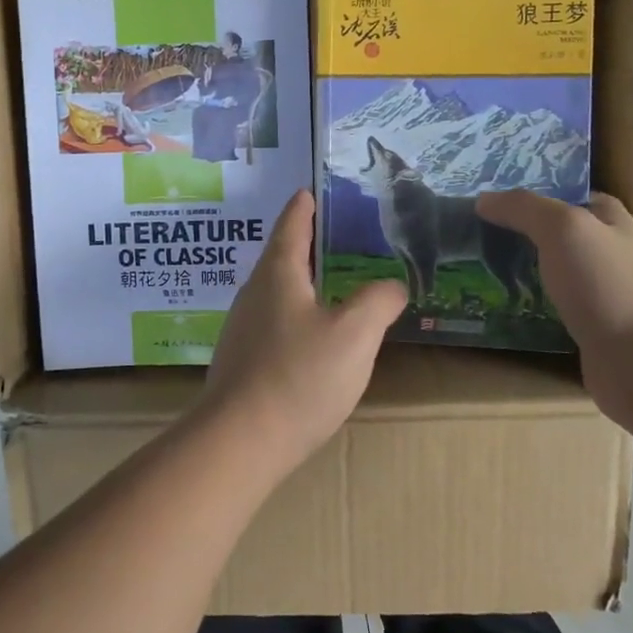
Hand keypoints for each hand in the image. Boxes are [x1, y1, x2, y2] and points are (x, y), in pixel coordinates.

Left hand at [195, 189, 406, 475]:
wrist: (240, 441)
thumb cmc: (299, 376)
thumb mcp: (355, 334)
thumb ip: (379, 301)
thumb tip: (392, 285)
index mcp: (278, 274)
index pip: (292, 226)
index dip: (304, 207)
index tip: (308, 191)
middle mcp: (253, 294)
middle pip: (280, 258)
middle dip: (305, 245)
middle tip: (334, 238)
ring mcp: (242, 329)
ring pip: (276, 293)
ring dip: (300, 284)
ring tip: (329, 286)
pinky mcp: (241, 361)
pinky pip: (272, 324)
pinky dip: (295, 317)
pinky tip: (311, 338)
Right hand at [475, 190, 632, 419]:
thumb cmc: (607, 285)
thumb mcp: (564, 229)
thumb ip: (524, 209)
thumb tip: (484, 199)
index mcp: (612, 223)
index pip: (574, 197)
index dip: (540, 194)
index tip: (498, 199)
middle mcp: (610, 255)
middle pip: (562, 237)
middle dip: (524, 234)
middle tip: (476, 234)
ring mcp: (602, 296)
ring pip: (555, 275)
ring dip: (523, 272)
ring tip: (478, 270)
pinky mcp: (591, 332)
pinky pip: (552, 311)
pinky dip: (529, 308)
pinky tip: (500, 309)